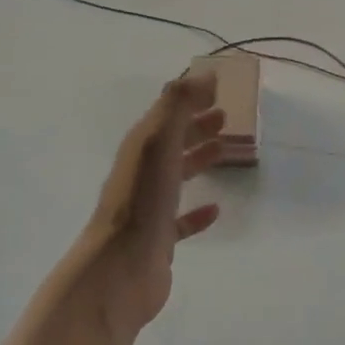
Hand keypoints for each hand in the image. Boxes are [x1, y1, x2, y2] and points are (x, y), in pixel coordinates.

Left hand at [76, 73, 225, 340]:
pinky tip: (216, 209)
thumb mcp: (158, 144)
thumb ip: (177, 106)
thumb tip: (203, 73)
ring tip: (224, 150)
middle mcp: (142, 174)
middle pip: (171, 142)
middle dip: (195, 126)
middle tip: (225, 116)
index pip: (166, 115)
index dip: (189, 100)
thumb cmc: (141, 203)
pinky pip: (181, 220)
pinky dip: (197, 212)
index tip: (216, 89)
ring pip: (176, 176)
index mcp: (140, 149)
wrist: (120, 270)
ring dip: (197, 159)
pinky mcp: (159, 240)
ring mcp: (149, 209)